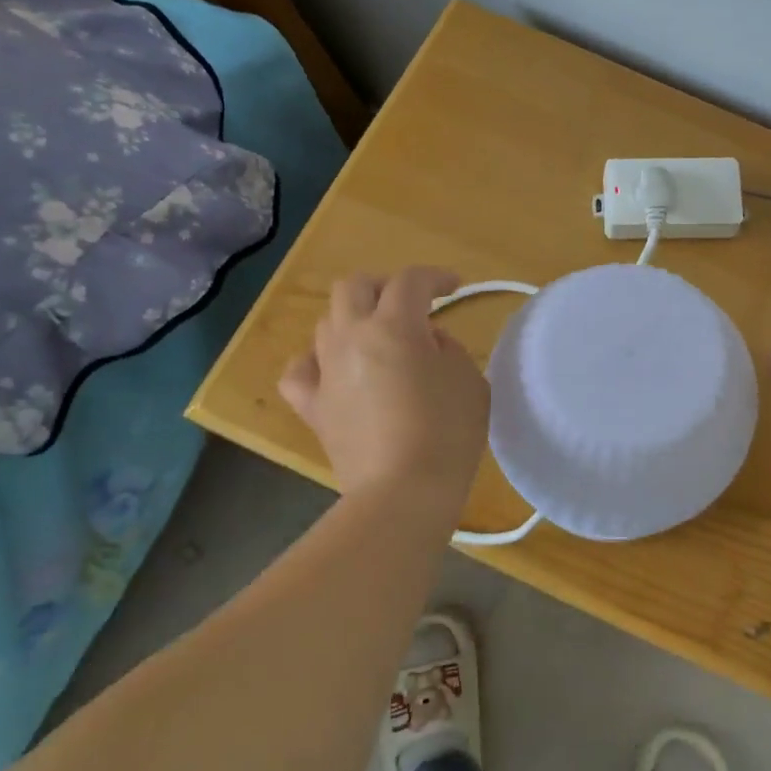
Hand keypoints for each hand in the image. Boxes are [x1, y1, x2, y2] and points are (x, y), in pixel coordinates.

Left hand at [278, 268, 488, 504]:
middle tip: (411, 305)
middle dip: (385, 287)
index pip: (411, 281)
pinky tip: (334, 370)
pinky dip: (317, 362)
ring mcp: (326, 371)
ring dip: (355, 319)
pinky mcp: (313, 406)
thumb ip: (448, 349)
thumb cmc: (448, 433)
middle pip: (355, 287)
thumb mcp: (469, 381)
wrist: (403, 492)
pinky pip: (301, 370)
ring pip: (328, 322)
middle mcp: (352, 337)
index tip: (455, 287)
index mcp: (394, 326)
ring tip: (379, 338)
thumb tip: (426, 342)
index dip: (436, 277)